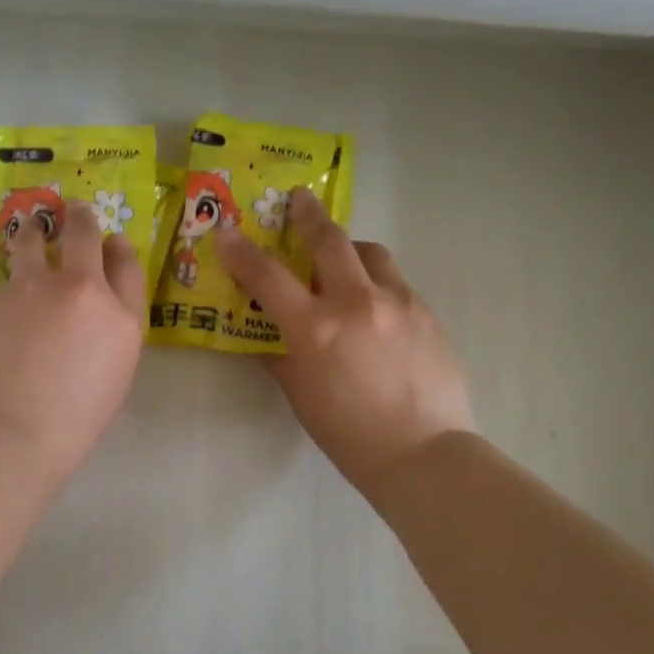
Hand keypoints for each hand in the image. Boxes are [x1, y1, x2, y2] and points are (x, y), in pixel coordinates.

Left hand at [0, 201, 144, 483]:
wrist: (9, 432)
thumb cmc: (71, 424)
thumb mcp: (111, 380)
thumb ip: (106, 339)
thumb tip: (88, 322)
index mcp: (120, 319)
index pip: (128, 266)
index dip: (120, 248)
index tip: (112, 241)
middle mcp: (79, 291)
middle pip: (83, 235)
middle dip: (80, 219)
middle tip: (73, 211)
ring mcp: (31, 289)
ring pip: (31, 242)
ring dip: (33, 234)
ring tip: (28, 233)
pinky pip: (1, 289)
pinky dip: (3, 298)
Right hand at [216, 188, 472, 497]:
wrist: (422, 453)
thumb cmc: (348, 434)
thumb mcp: (301, 396)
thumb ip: (282, 357)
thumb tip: (270, 337)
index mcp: (316, 328)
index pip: (268, 276)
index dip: (242, 251)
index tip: (227, 232)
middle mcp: (357, 302)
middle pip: (329, 240)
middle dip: (308, 215)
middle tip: (299, 200)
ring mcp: (398, 302)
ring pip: (371, 253)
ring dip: (350, 248)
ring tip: (343, 260)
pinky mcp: (427, 312)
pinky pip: (396, 282)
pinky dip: (377, 282)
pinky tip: (376, 308)